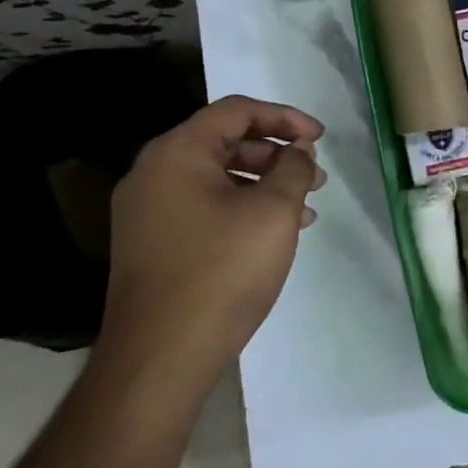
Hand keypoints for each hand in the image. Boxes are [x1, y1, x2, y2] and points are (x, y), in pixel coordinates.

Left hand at [94, 94, 325, 398]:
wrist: (160, 356)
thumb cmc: (222, 271)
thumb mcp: (274, 212)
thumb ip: (293, 168)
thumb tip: (298, 149)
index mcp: (177, 153)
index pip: (236, 111)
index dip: (285, 117)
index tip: (320, 138)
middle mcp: (153, 173)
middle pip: (224, 141)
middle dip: (277, 153)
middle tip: (316, 176)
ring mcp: (147, 211)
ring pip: (216, 176)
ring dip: (264, 182)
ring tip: (305, 208)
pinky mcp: (152, 243)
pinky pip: (203, 205)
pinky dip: (241, 207)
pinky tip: (274, 233)